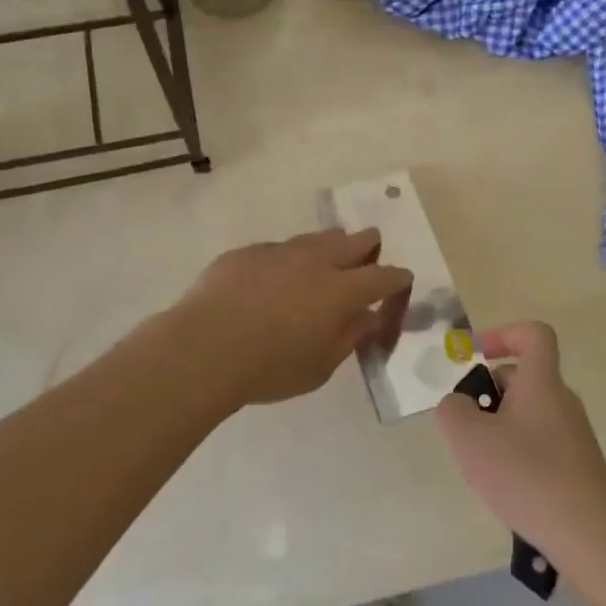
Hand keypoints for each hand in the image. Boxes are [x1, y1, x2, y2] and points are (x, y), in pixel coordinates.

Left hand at [169, 229, 411, 411]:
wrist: (204, 347)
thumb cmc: (270, 367)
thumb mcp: (319, 367)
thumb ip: (348, 338)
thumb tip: (366, 318)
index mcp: (341, 290)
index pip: (383, 276)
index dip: (397, 277)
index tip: (402, 280)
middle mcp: (316, 261)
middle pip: (354, 241)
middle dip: (368, 246)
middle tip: (369, 252)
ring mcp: (280, 251)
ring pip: (316, 237)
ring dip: (329, 245)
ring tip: (327, 256)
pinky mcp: (247, 252)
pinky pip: (278, 249)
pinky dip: (287, 259)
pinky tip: (275, 276)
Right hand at [434, 322, 605, 576]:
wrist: (591, 537)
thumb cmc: (527, 476)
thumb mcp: (470, 438)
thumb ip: (452, 410)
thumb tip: (459, 404)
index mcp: (542, 382)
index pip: (534, 334)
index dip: (503, 333)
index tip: (476, 355)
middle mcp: (562, 401)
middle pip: (524, 377)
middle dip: (489, 393)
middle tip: (467, 427)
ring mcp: (574, 436)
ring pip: (528, 413)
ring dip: (499, 427)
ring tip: (482, 463)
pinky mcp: (578, 467)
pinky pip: (539, 443)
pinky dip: (517, 454)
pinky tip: (506, 488)